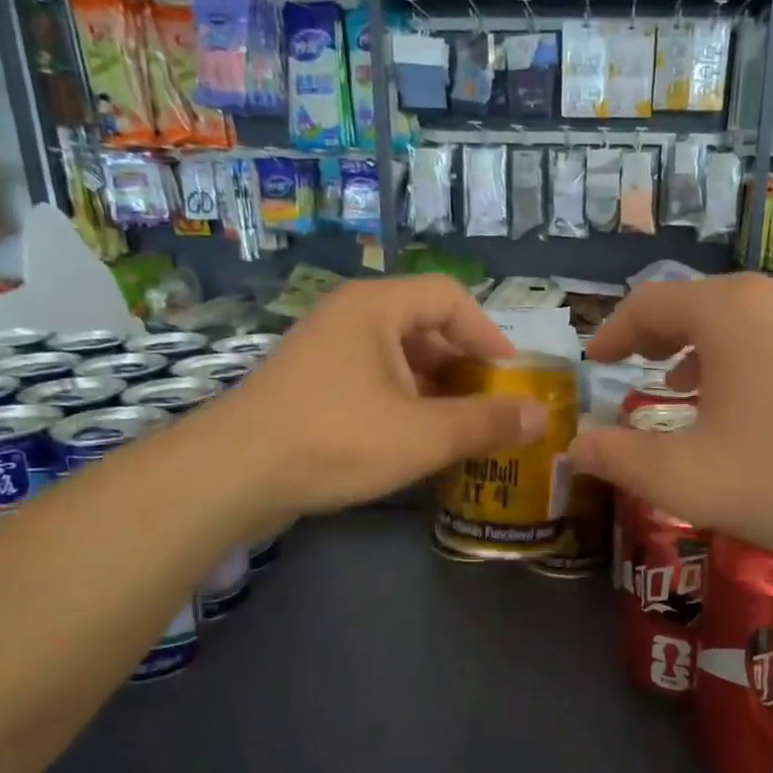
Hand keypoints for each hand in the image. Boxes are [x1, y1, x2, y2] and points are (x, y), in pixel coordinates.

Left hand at [225, 276, 546, 519]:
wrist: (232, 475)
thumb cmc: (335, 439)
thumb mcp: (423, 435)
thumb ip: (486, 423)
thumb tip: (541, 418)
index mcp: (376, 308)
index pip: (449, 297)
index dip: (488, 333)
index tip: (511, 376)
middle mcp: (349, 318)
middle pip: (424, 327)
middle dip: (463, 368)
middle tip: (491, 407)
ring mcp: (325, 352)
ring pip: (397, 359)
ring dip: (435, 390)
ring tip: (461, 430)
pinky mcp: (310, 387)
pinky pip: (372, 382)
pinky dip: (403, 404)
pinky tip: (415, 442)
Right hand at [569, 274, 772, 572]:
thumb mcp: (688, 479)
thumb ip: (620, 459)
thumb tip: (575, 446)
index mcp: (727, 311)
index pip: (648, 303)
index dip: (611, 331)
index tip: (594, 361)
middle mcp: (772, 297)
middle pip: (694, 303)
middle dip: (654, 337)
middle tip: (630, 369)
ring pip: (738, 320)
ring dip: (698, 348)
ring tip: (681, 388)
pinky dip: (742, 358)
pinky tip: (748, 403)